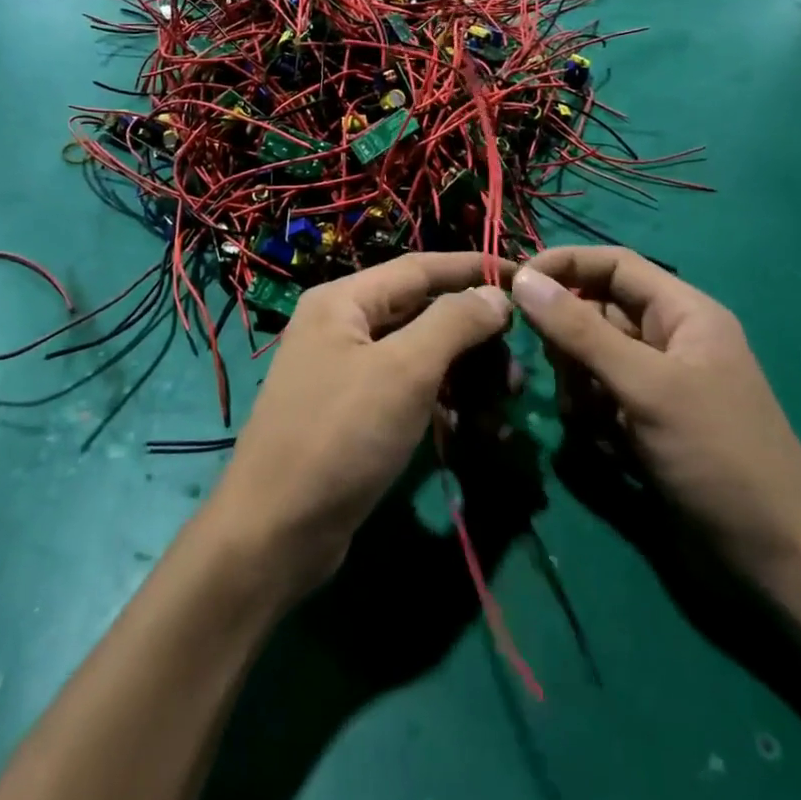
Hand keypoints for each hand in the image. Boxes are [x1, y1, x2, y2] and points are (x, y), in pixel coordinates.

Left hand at [205, 253, 513, 597]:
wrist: (277, 531)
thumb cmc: (341, 436)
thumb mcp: (404, 371)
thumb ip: (453, 323)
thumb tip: (496, 295)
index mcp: (343, 301)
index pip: (420, 268)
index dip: (473, 269)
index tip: (524, 276)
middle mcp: (341, 327)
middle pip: (421, 312)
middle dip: (473, 333)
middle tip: (518, 363)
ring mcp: (345, 373)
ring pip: (418, 356)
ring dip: (463, 373)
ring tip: (503, 402)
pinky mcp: (353, 415)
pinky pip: (407, 393)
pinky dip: (441, 403)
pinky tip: (471, 428)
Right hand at [510, 247, 800, 573]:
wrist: (774, 557)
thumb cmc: (717, 455)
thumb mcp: (645, 386)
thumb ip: (580, 331)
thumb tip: (523, 279)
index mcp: (683, 312)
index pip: (613, 264)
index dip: (564, 266)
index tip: (515, 286)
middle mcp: (668, 338)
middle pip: (594, 311)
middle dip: (569, 342)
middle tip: (565, 376)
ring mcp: (655, 383)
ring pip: (588, 358)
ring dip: (577, 386)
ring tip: (594, 422)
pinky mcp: (644, 421)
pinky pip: (596, 397)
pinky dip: (590, 417)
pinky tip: (608, 448)